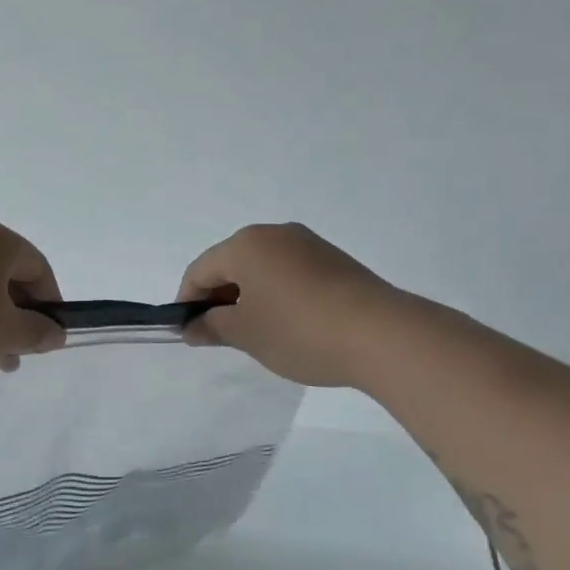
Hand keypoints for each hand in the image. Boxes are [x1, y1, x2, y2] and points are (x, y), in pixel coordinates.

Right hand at [177, 223, 393, 386]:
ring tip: (254, 333)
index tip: (188, 334)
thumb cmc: (299, 330)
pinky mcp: (334, 260)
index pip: (200, 270)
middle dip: (218, 298)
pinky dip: (277, 295)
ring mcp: (308, 244)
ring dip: (248, 297)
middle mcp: (275, 234)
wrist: (381, 334)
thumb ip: (212, 327)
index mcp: (246, 244)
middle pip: (231, 264)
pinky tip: (287, 324)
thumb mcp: (246, 334)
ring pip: (261, 268)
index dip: (187, 302)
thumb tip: (192, 327)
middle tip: (219, 336)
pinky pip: (289, 273)